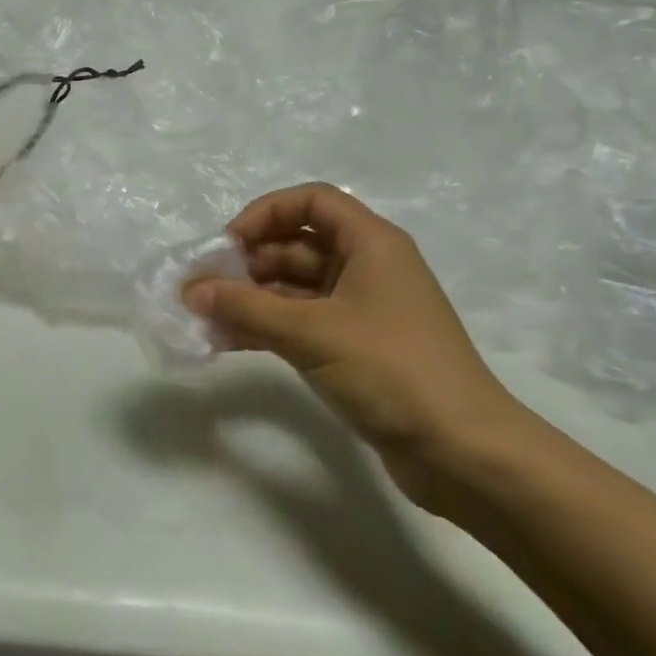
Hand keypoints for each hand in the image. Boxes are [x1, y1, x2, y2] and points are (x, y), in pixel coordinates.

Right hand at [183, 183, 528, 511]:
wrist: (464, 453)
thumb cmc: (391, 370)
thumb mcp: (312, 332)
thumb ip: (246, 307)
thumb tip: (191, 290)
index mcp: (371, 243)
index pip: (311, 202)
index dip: (265, 214)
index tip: (228, 246)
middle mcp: (368, 267)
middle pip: (298, 245)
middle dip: (249, 263)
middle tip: (204, 289)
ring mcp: (363, 310)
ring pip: (295, 288)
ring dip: (252, 299)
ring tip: (205, 319)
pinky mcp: (357, 349)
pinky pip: (302, 323)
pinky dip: (267, 327)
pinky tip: (227, 342)